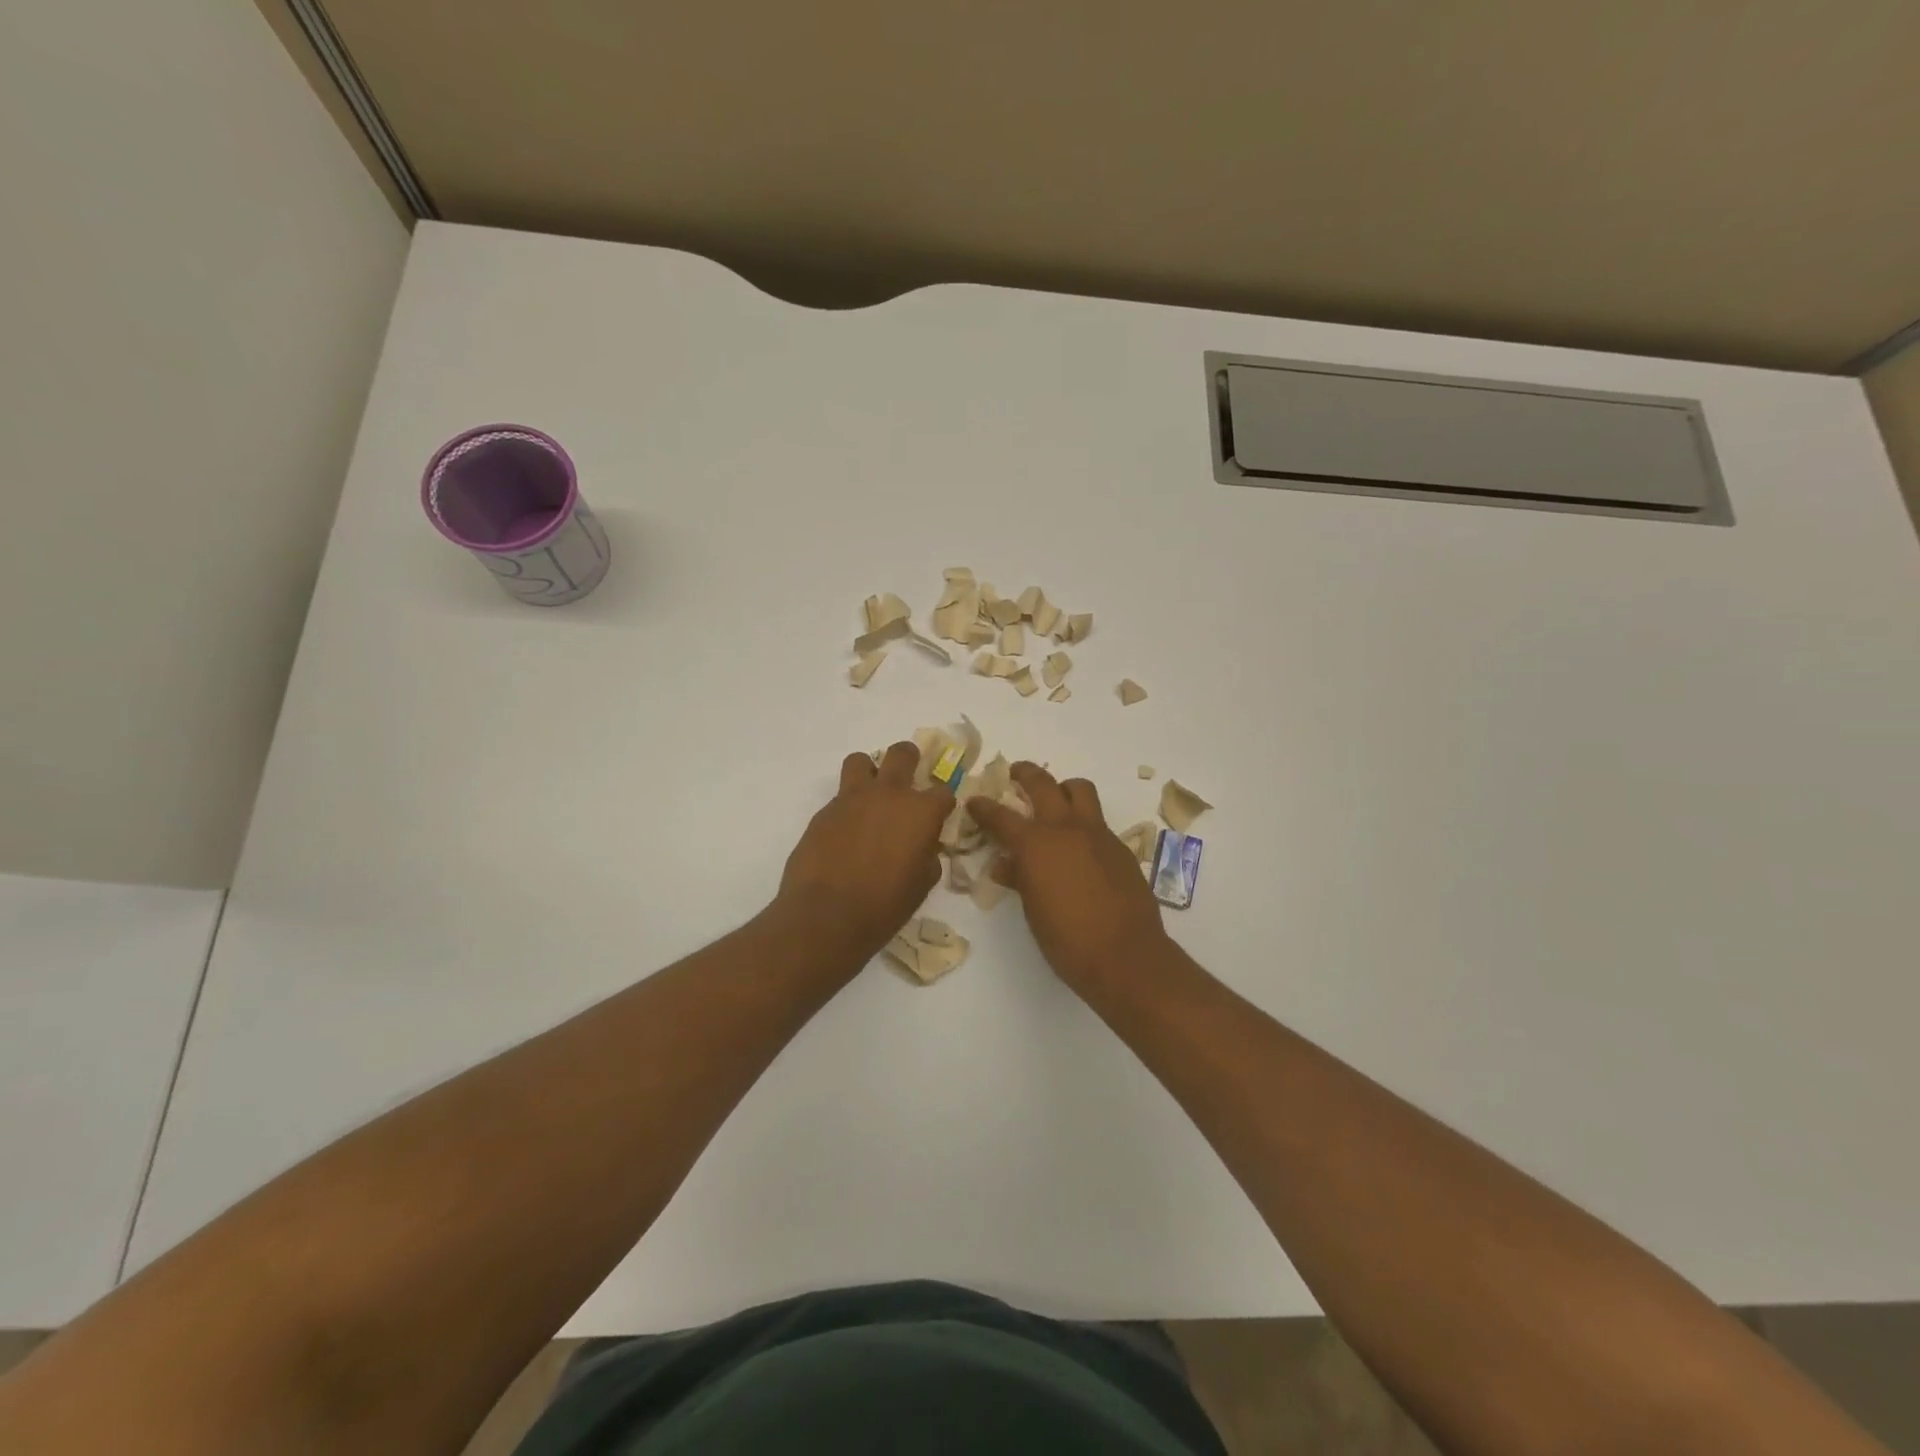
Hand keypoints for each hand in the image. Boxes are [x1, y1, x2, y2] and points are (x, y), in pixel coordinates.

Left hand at [776, 742, 953, 961]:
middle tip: (908, 778)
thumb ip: (928, 855)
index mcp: (920, 812)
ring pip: (861, 761)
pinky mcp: (823, 811)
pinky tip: (845, 833)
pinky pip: (840, 796)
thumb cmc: (884, 906)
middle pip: (903, 754)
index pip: (944, 790)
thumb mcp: (921, 885)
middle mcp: (888, 794)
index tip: (939, 814)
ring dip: (870, 772)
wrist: (825, 916)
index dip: (943, 802)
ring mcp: (852, 799)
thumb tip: (924, 846)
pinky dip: (847, 807)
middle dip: (910, 760)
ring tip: (870, 797)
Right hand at [969, 763, 1171, 992]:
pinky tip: (1080, 848)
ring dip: (1063, 788)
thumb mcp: (1032, 910)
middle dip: (1026, 774)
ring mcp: (1098, 834)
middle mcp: (1066, 828)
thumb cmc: (1067, 940)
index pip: (1001, 816)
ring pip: (1080, 790)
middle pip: (1043, 784)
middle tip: (1016, 774)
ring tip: (1055, 800)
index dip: (984, 807)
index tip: (974, 800)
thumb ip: (1018, 878)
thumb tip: (1005, 864)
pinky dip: (1084, 823)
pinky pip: (1098, 821)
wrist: (1125, 956)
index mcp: (1036, 844)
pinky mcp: (1120, 847)